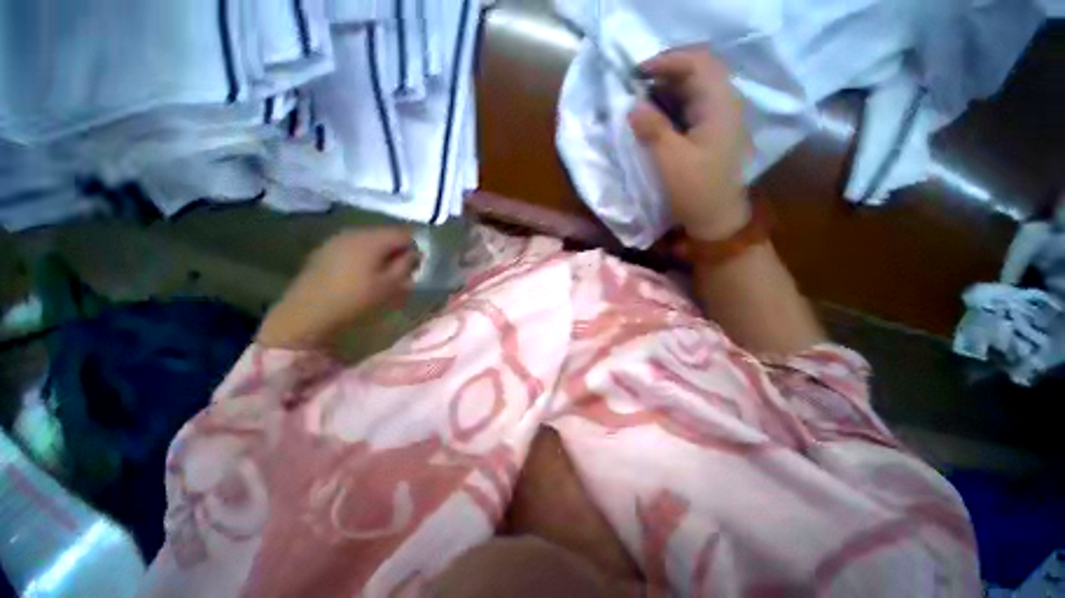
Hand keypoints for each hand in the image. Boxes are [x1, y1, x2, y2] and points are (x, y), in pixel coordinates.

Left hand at [257, 227, 419, 349]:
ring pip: (369, 239)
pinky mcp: (324, 249)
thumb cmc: (355, 300)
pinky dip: (363, 255)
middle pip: (386, 234)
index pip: (404, 233)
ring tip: (381, 273)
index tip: (416, 265)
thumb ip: (406, 266)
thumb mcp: (390, 286)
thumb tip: (415, 253)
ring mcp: (336, 239)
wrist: (306, 314)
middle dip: (397, 249)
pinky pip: (353, 246)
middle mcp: (354, 232)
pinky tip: (360, 273)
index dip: (415, 247)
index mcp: (372, 239)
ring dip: (380, 253)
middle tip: (401, 271)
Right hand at [628, 46, 749, 240]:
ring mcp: (721, 117)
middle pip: (697, 71)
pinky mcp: (714, 131)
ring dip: (667, 91)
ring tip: (641, 102)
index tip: (636, 74)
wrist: (717, 218)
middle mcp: (725, 103)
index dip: (666, 61)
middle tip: (636, 89)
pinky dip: (672, 107)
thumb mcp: (670, 161)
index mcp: (720, 104)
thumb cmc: (697, 191)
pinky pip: (693, 107)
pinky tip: (656, 118)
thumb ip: (652, 129)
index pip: (697, 62)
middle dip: (664, 74)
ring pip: (694, 89)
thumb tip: (632, 106)